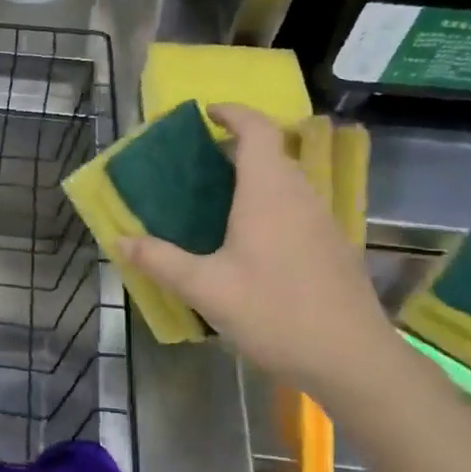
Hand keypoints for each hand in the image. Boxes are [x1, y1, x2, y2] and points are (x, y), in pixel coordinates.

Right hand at [119, 103, 399, 398]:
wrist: (351, 358)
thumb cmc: (274, 312)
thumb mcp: (205, 288)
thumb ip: (160, 261)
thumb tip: (120, 239)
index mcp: (268, 193)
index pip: (257, 131)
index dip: (234, 114)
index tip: (207, 113)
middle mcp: (300, 196)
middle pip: (274, 152)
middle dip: (238, 146)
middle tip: (200, 163)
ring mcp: (322, 221)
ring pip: (288, 181)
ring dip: (256, 176)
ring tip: (218, 199)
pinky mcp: (332, 247)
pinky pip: (297, 206)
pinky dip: (270, 203)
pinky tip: (250, 240)